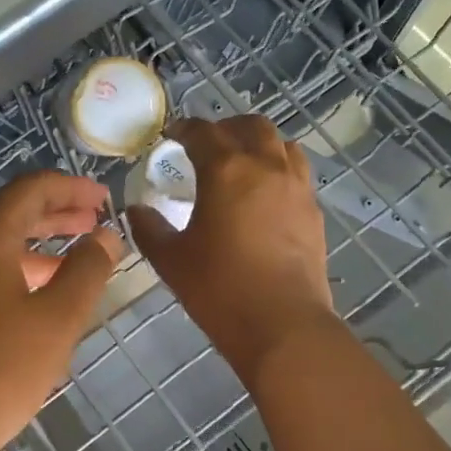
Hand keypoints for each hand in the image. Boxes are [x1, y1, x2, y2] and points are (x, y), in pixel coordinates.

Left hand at [0, 172, 122, 450]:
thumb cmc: (1, 370)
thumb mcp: (57, 320)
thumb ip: (88, 270)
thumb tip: (105, 236)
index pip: (29, 190)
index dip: (70, 188)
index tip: (104, 199)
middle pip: (10, 215)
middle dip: (56, 215)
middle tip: (96, 222)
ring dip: (37, 245)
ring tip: (77, 258)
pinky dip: (15, 269)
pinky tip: (39, 293)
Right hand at [129, 116, 338, 386]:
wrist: (282, 324)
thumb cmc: (219, 289)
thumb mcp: (171, 260)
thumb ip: (149, 229)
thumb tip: (136, 210)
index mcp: (226, 170)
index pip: (203, 133)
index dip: (184, 129)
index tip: (171, 135)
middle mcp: (266, 167)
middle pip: (251, 126)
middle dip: (227, 128)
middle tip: (208, 144)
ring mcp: (296, 188)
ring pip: (282, 145)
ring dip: (259, 144)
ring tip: (243, 162)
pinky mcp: (313, 212)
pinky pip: (298, 174)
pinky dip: (279, 170)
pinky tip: (266, 196)